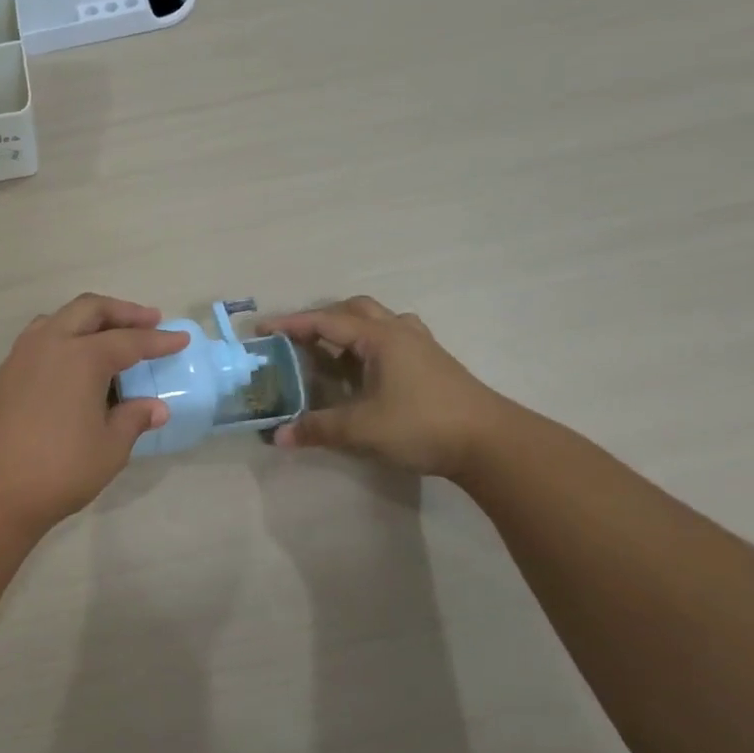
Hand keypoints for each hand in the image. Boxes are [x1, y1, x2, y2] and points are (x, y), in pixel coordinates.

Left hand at [0, 294, 188, 538]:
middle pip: (90, 310)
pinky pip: (40, 339)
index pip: (129, 341)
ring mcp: (21, 356)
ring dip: (89, 320)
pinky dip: (64, 337)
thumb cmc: (58, 469)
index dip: (158, 341)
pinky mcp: (4, 374)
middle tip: (150, 320)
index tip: (181, 339)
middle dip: (123, 312)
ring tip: (110, 335)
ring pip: (59, 319)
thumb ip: (133, 420)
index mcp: (81, 356)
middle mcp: (49, 344)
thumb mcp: (109, 448)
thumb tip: (155, 408)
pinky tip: (74, 362)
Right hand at [257, 297, 509, 478]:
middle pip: (354, 310)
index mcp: (380, 338)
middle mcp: (400, 333)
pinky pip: (393, 338)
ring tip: (330, 351)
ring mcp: (421, 347)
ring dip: (349, 329)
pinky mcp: (433, 364)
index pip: (326, 321)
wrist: (491, 443)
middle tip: (297, 340)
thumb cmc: (421, 425)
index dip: (291, 324)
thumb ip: (317, 428)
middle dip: (321, 319)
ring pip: (378, 321)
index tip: (262, 331)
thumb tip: (278, 437)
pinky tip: (364, 370)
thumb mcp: (361, 429)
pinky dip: (369, 345)